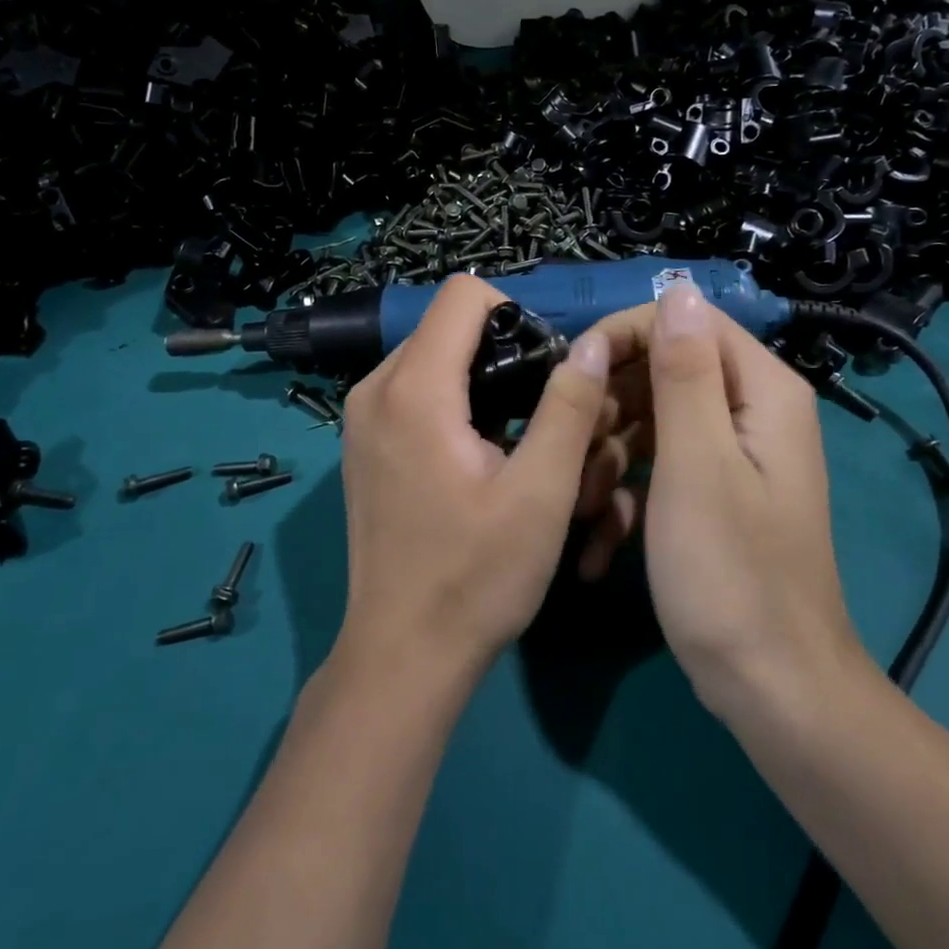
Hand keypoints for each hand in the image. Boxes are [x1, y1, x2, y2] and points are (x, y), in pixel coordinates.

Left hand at [334, 274, 612, 683]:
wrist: (403, 654)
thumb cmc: (477, 577)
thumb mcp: (542, 492)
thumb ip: (569, 406)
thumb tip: (589, 341)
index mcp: (414, 389)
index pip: (463, 294)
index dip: (515, 315)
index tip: (544, 371)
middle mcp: (374, 389)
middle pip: (446, 325)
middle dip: (499, 349)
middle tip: (538, 412)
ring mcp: (359, 417)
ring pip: (430, 356)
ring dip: (477, 378)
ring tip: (512, 437)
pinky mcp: (361, 444)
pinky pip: (412, 390)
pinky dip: (451, 401)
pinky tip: (476, 454)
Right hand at [581, 283, 870, 720]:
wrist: (771, 689)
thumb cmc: (730, 572)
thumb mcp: (696, 463)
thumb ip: (684, 372)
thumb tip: (679, 287)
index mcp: (760, 391)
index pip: (687, 322)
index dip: (626, 337)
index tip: (574, 374)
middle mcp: (751, 412)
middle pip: (664, 373)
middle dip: (610, 409)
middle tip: (570, 452)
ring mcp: (731, 457)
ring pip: (652, 424)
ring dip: (609, 461)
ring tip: (580, 512)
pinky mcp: (711, 496)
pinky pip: (660, 470)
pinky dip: (628, 498)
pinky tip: (598, 546)